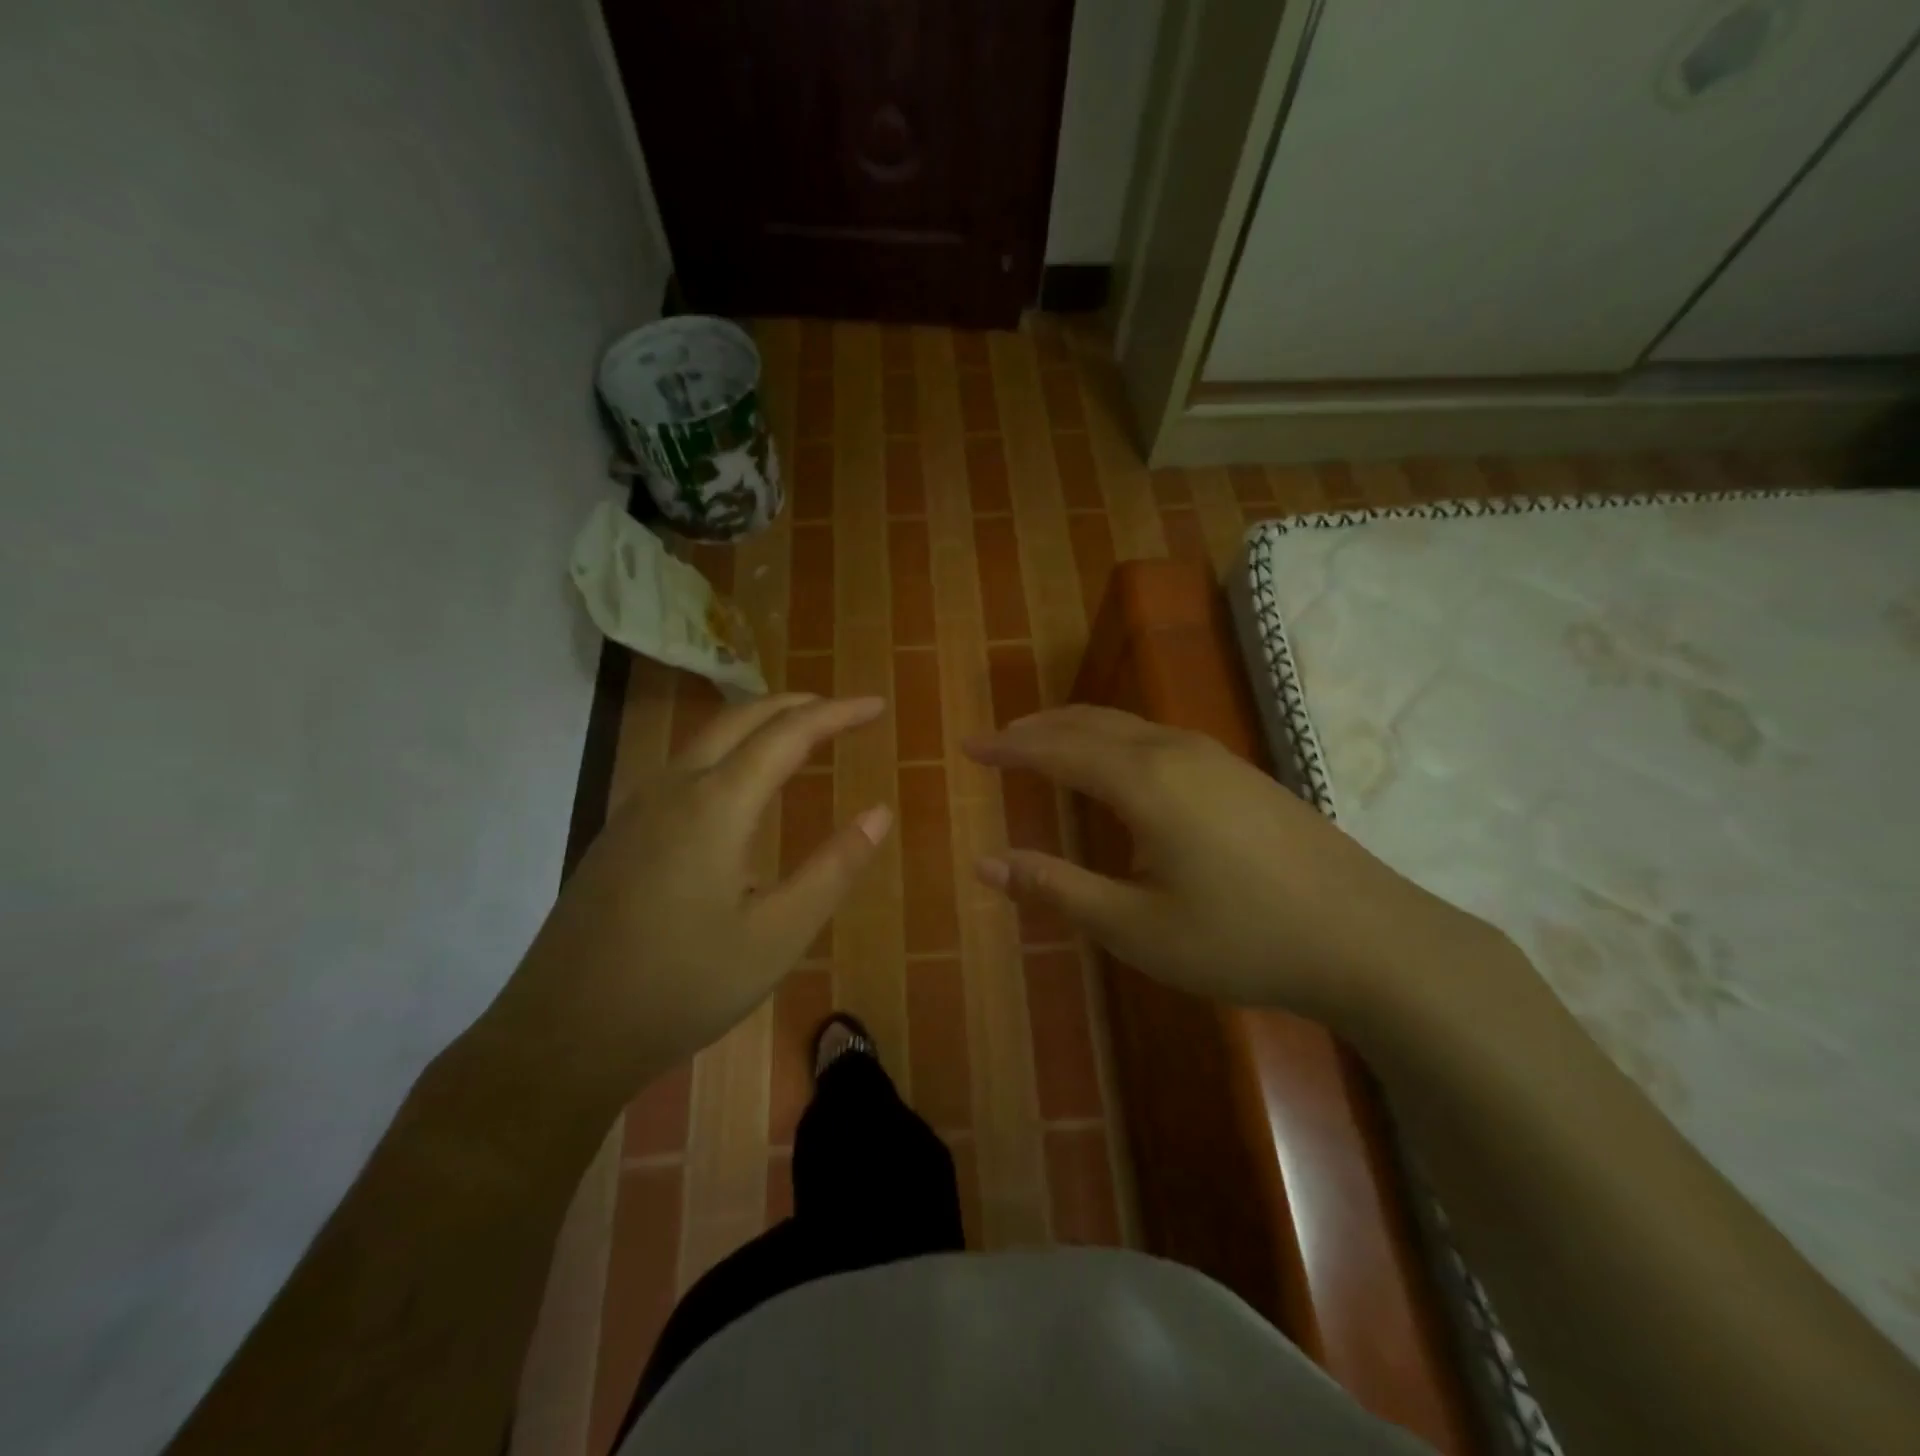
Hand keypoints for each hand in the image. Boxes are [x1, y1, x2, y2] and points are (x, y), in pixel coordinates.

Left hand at [479, 694, 890, 1110]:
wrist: (562, 1035)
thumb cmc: (683, 987)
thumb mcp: (778, 936)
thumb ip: (833, 869)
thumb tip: (879, 814)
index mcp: (716, 805)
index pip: (788, 734)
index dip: (837, 713)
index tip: (876, 705)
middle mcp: (673, 789)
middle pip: (740, 718)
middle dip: (796, 705)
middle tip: (841, 712)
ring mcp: (637, 809)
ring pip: (705, 739)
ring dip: (757, 724)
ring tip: (798, 736)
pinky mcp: (619, 834)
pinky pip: (683, 767)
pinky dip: (727, 752)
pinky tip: (736, 788)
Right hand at [965, 706, 1496, 1025]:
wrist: (1370, 939)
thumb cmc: (1243, 938)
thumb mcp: (1136, 927)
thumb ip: (1057, 889)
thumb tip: (985, 864)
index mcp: (1146, 781)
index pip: (1057, 750)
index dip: (1008, 749)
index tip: (968, 746)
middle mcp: (1176, 751)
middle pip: (1091, 723)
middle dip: (1038, 729)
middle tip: (998, 741)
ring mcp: (1217, 758)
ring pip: (1129, 725)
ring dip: (1079, 729)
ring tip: (1045, 744)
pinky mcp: (1243, 774)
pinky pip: (1158, 738)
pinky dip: (1116, 740)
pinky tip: (1120, 768)